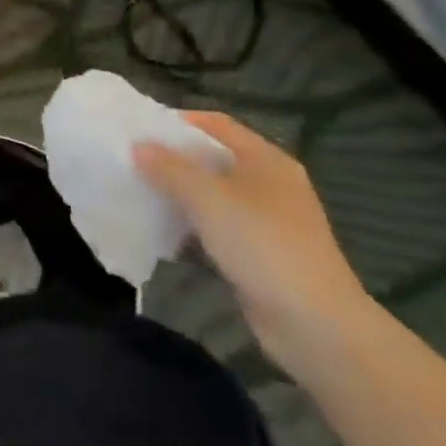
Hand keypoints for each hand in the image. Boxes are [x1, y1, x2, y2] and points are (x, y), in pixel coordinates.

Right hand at [134, 112, 372, 377]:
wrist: (314, 324)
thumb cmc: (263, 246)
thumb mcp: (209, 199)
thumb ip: (169, 169)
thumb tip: (138, 146)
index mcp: (266, 159)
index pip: (215, 124)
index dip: (177, 121)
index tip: (137, 128)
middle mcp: (269, 183)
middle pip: (212, 158)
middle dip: (172, 158)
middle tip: (130, 160)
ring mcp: (266, 220)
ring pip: (212, 194)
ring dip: (178, 193)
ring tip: (137, 192)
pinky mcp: (258, 252)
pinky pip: (216, 226)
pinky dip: (190, 224)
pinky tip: (162, 231)